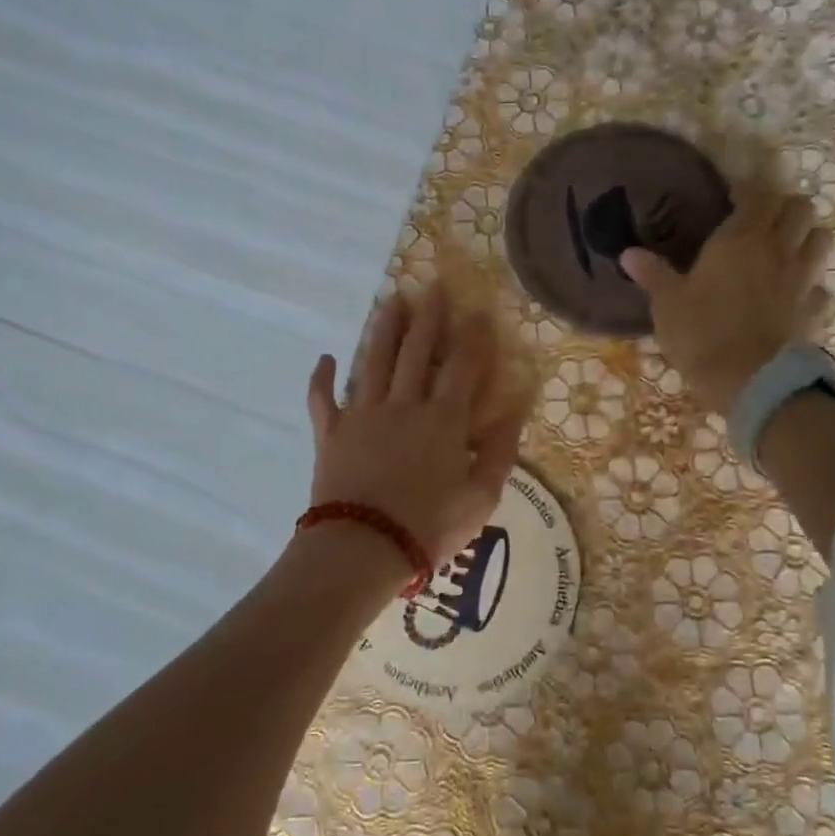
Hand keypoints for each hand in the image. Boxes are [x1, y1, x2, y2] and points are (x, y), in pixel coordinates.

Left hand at [307, 285, 525, 568]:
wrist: (363, 548)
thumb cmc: (429, 527)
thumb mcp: (481, 498)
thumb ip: (499, 453)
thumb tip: (513, 413)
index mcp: (443, 420)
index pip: (462, 368)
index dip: (472, 338)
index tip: (478, 312)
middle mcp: (403, 406)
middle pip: (416, 352)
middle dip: (428, 318)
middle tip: (432, 287)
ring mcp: (362, 416)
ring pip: (373, 361)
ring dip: (383, 330)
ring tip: (391, 302)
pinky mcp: (331, 434)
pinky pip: (322, 399)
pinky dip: (321, 378)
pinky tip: (324, 358)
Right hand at [621, 185, 831, 416]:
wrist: (752, 382)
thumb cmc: (703, 336)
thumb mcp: (668, 305)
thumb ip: (653, 275)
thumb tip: (628, 253)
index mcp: (740, 240)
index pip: (757, 195)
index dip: (747, 190)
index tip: (732, 196)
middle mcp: (778, 250)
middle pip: (800, 208)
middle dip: (784, 208)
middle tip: (762, 221)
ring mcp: (803, 279)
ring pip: (821, 239)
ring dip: (806, 237)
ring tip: (785, 250)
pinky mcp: (815, 310)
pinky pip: (820, 285)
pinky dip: (810, 284)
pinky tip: (793, 295)